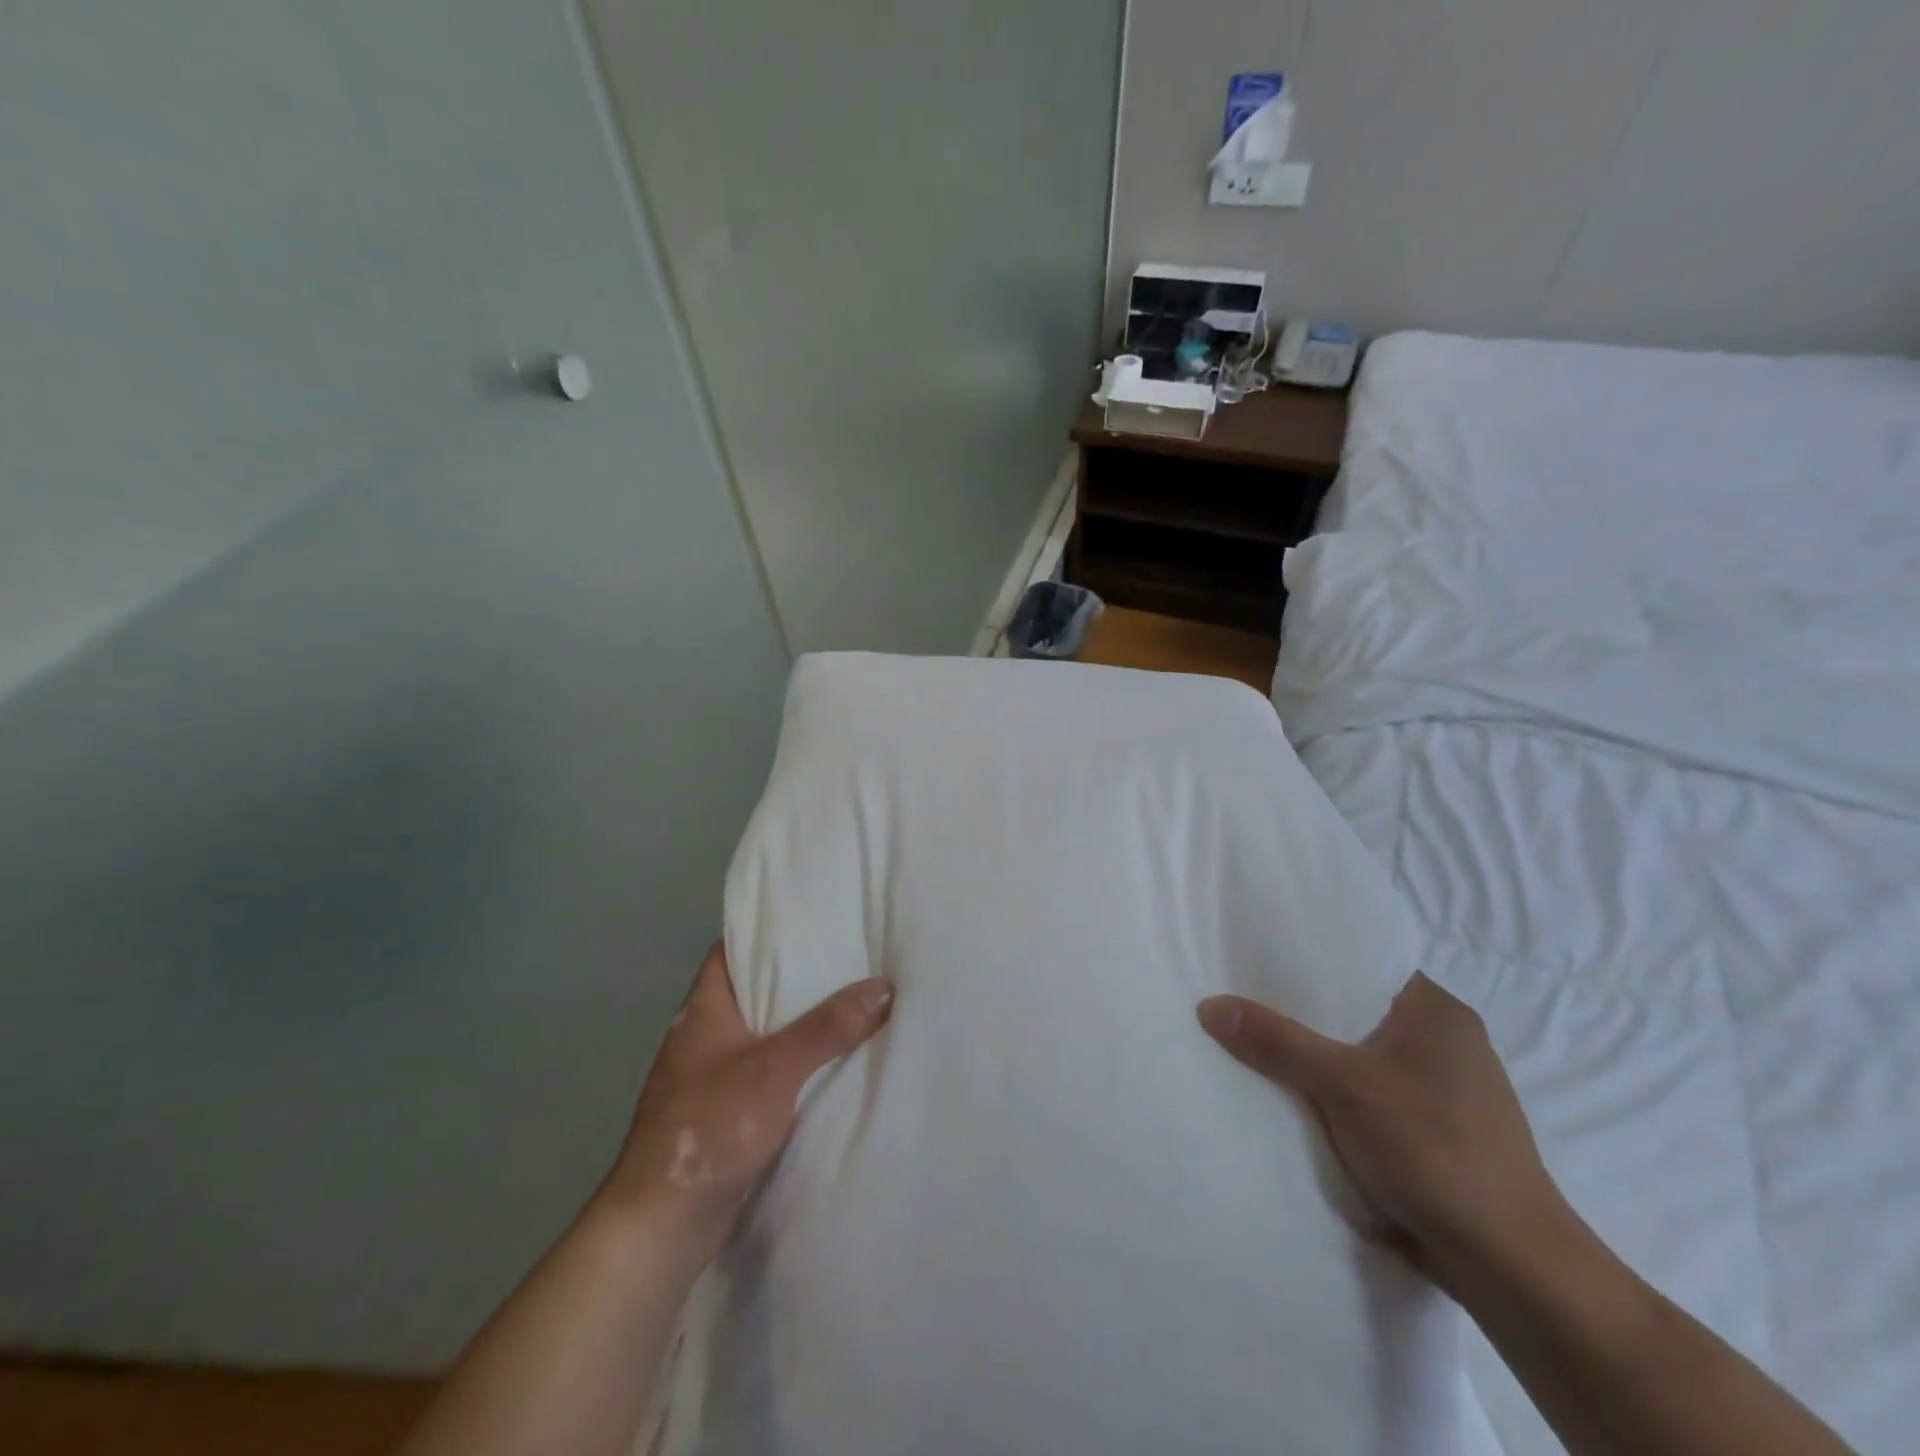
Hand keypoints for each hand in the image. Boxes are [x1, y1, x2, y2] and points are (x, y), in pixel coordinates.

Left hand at [600, 941, 893, 1265]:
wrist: (661, 1225)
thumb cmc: (709, 1127)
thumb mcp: (774, 1068)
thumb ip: (828, 1028)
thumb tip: (884, 986)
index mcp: (703, 1011)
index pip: (729, 952)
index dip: (764, 934)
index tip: (810, 923)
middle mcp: (703, 1037)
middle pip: (752, 992)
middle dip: (796, 979)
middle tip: (848, 960)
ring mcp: (710, 1078)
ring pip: (762, 1036)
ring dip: (799, 1025)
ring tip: (850, 1004)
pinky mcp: (723, 1115)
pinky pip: (766, 1074)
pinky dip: (794, 1066)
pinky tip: (830, 1065)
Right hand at [1198, 974, 1568, 1289]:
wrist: (1510, 1267)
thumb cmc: (1433, 1150)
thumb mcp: (1342, 1085)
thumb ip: (1275, 1041)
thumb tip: (1208, 1005)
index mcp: (1437, 1011)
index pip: (1362, 964)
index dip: (1309, 959)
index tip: (1257, 958)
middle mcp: (1446, 1041)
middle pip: (1356, 1011)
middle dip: (1304, 1013)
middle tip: (1244, 999)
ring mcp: (1445, 1090)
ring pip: (1362, 1056)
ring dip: (1319, 1059)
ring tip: (1258, 1044)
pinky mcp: (1437, 1132)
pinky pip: (1372, 1094)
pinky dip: (1338, 1095)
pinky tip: (1297, 1098)